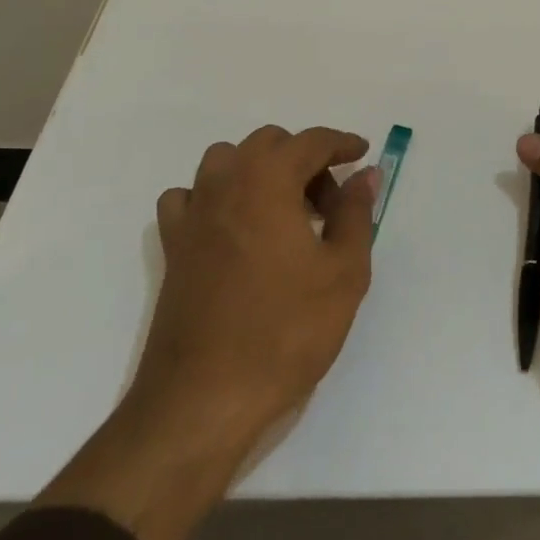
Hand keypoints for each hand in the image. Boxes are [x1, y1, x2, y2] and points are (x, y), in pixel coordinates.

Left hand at [135, 124, 377, 433]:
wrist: (205, 398)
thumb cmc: (286, 331)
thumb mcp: (343, 272)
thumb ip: (355, 213)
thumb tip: (365, 175)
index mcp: (267, 181)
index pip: (310, 141)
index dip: (341, 143)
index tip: (362, 154)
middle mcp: (225, 184)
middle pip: (268, 144)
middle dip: (304, 160)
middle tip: (330, 203)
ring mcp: (193, 214)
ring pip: (227, 162)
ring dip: (261, 171)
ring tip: (286, 213)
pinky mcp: (173, 247)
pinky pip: (192, 197)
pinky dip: (217, 197)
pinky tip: (234, 229)